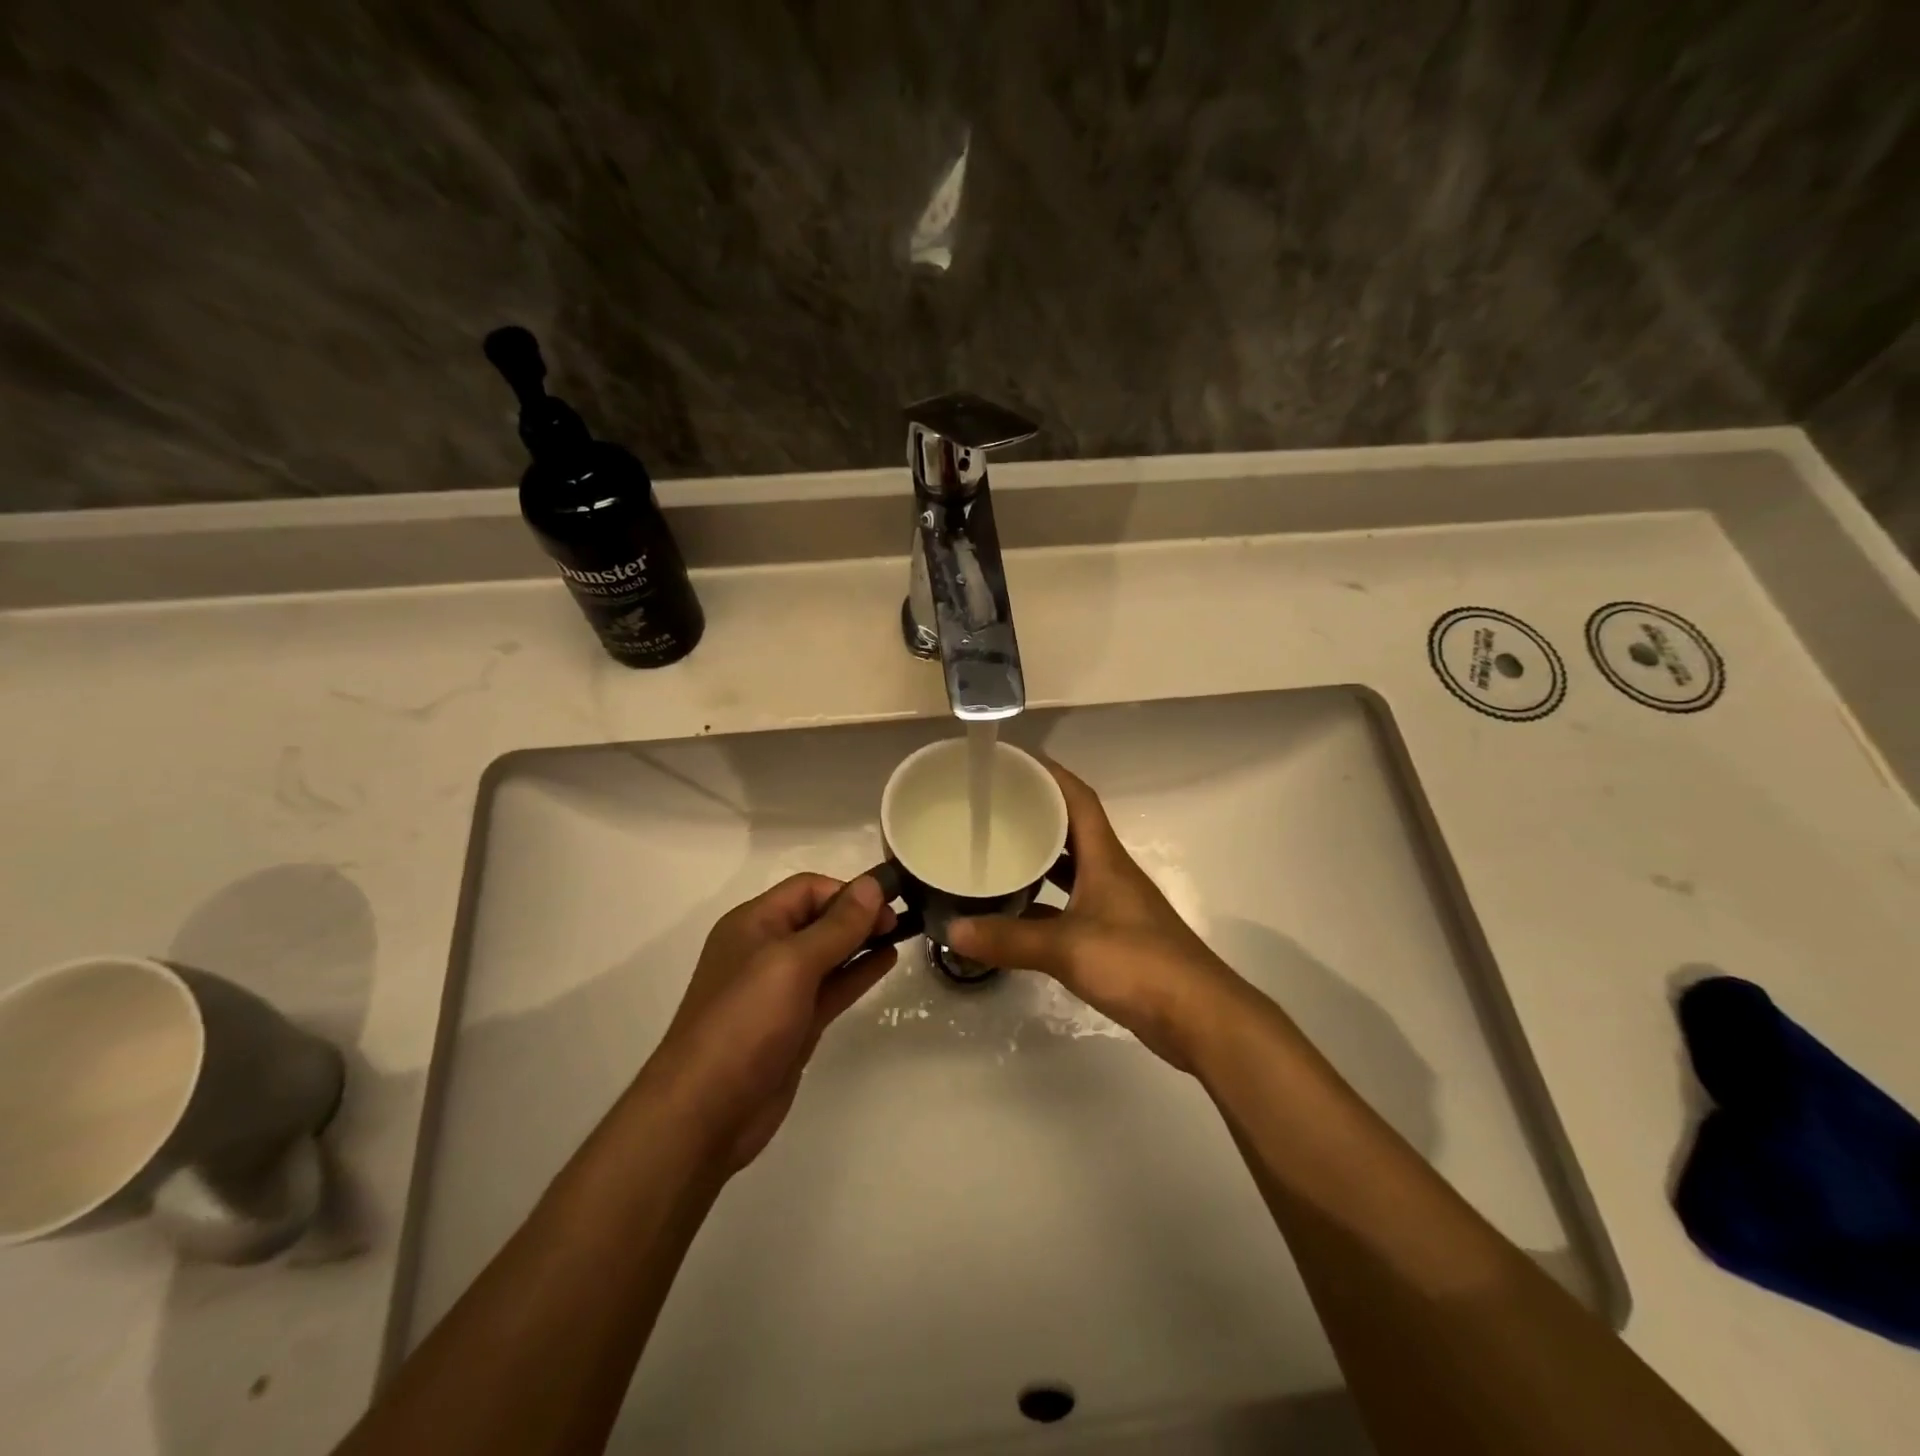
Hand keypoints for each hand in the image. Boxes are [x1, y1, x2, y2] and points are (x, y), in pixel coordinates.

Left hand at [646, 874, 896, 1171]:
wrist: (705, 1113)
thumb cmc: (744, 1023)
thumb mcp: (792, 964)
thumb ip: (836, 926)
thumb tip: (872, 885)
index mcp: (754, 924)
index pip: (807, 889)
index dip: (847, 891)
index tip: (888, 902)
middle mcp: (765, 950)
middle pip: (819, 918)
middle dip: (858, 914)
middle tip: (901, 920)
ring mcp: (780, 990)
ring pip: (829, 954)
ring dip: (862, 941)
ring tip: (902, 934)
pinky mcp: (795, 1024)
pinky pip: (832, 987)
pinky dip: (858, 972)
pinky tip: (887, 962)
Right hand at [947, 762, 1253, 1070]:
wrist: (1197, 1017)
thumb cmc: (1137, 964)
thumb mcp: (1067, 948)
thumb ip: (1010, 940)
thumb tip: (952, 930)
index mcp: (1105, 858)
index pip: (1078, 799)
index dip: (1050, 773)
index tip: (1012, 761)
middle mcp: (1109, 873)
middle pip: (1071, 828)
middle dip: (1035, 812)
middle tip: (990, 808)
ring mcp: (1112, 906)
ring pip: (1070, 868)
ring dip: (1039, 858)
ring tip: (995, 851)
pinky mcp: (1112, 937)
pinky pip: (1069, 905)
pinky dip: (1043, 903)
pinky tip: (1014, 912)